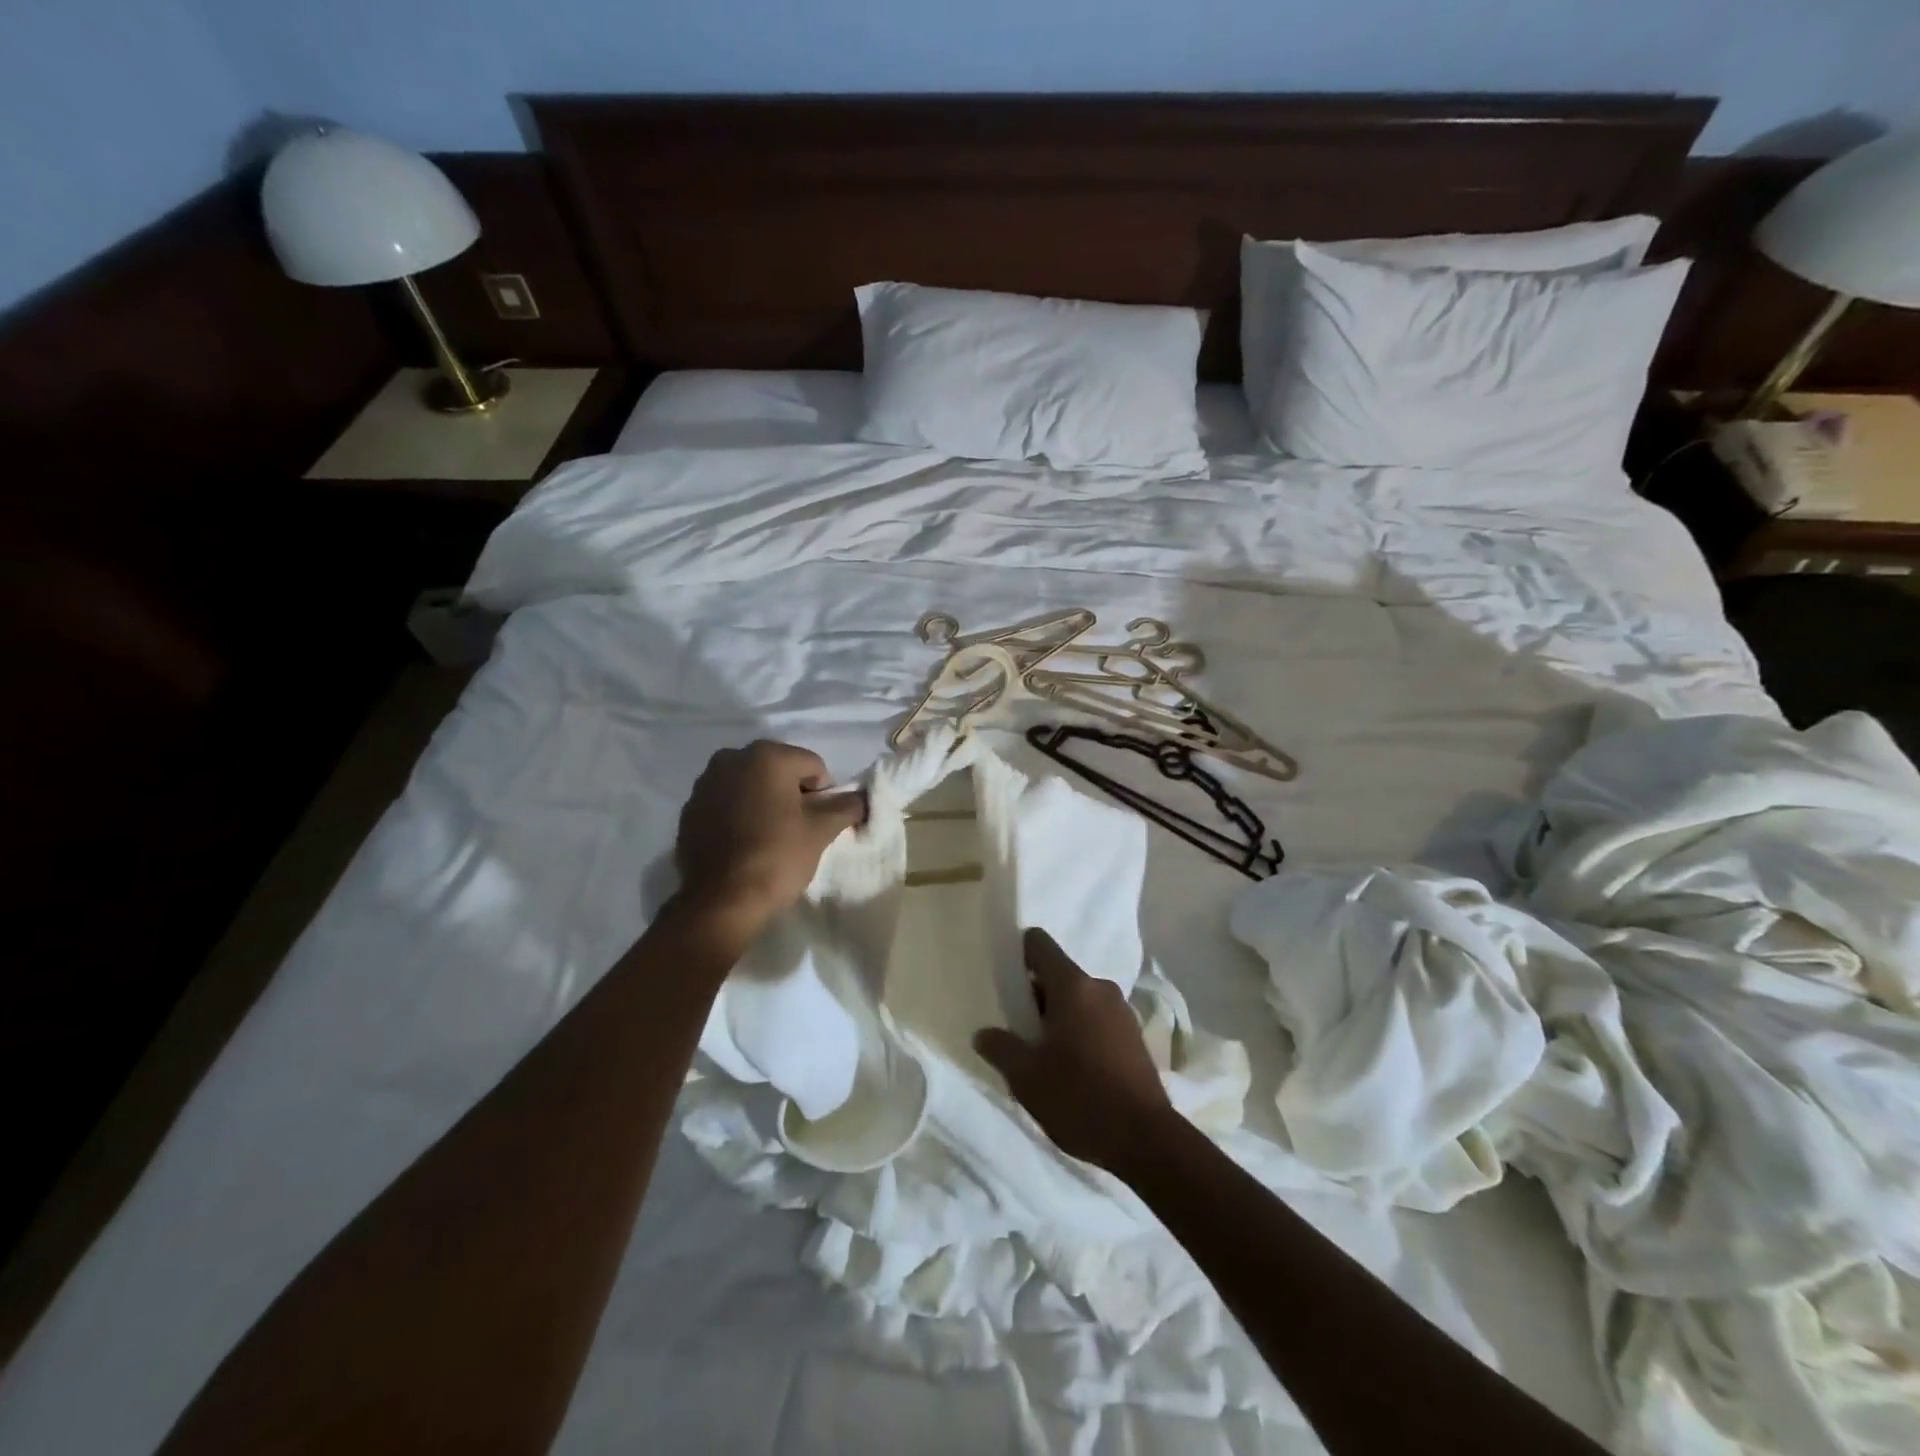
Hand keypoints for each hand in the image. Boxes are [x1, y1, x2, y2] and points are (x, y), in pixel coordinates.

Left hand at [673, 740, 864, 934]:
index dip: (822, 794)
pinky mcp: (689, 809)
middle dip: (791, 793)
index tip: (816, 823)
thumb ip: (847, 806)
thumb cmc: (777, 858)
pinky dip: (737, 814)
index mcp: (767, 756)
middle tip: (796, 829)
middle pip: (778, 770)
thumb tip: (862, 797)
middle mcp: (731, 758)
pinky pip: (725, 803)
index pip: (812, 766)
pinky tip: (742, 843)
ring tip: (768, 836)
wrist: (721, 901)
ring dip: (763, 801)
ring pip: (749, 785)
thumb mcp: (822, 831)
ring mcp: (705, 783)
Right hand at [973, 929, 1174, 1175]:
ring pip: (1078, 1000)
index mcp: (1073, 986)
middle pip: (1057, 975)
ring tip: (1040, 1053)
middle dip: (1034, 996)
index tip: (1002, 976)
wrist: (1146, 1140)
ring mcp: (1122, 1012)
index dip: (1017, 953)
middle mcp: (1099, 988)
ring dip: (1057, 1017)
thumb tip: (984, 1033)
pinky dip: (1079, 1031)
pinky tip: (1069, 1067)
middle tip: (1014, 1027)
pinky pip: (1096, 1019)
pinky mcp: (1134, 1037)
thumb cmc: (1080, 1097)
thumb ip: (1000, 1048)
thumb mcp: (1026, 1077)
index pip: (1039, 944)